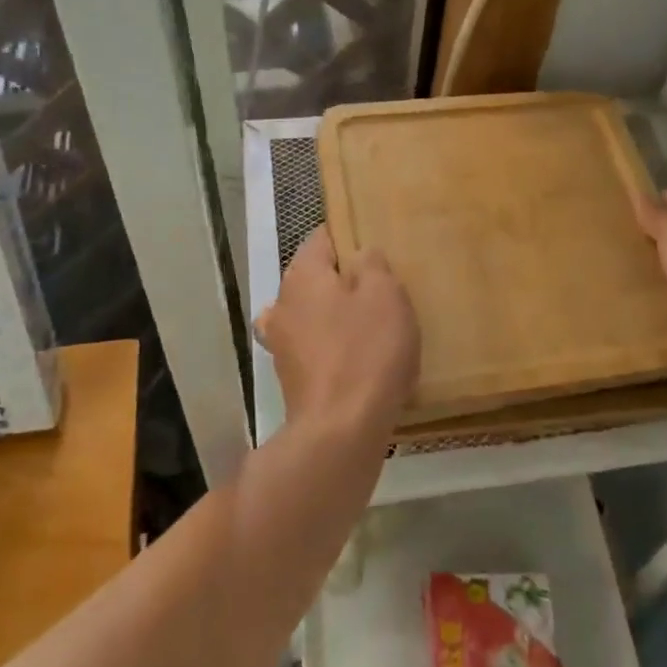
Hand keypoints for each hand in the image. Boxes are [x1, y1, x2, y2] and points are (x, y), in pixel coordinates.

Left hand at [258, 229, 419, 439]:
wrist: (341, 429)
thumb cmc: (366, 350)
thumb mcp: (385, 294)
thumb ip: (372, 264)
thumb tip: (361, 255)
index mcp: (302, 275)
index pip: (322, 238)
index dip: (349, 237)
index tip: (375, 249)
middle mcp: (282, 303)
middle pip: (314, 278)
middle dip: (343, 280)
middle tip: (381, 289)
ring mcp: (281, 343)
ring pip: (311, 313)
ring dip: (335, 315)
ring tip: (371, 326)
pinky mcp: (291, 377)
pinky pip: (314, 347)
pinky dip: (332, 347)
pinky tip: (357, 359)